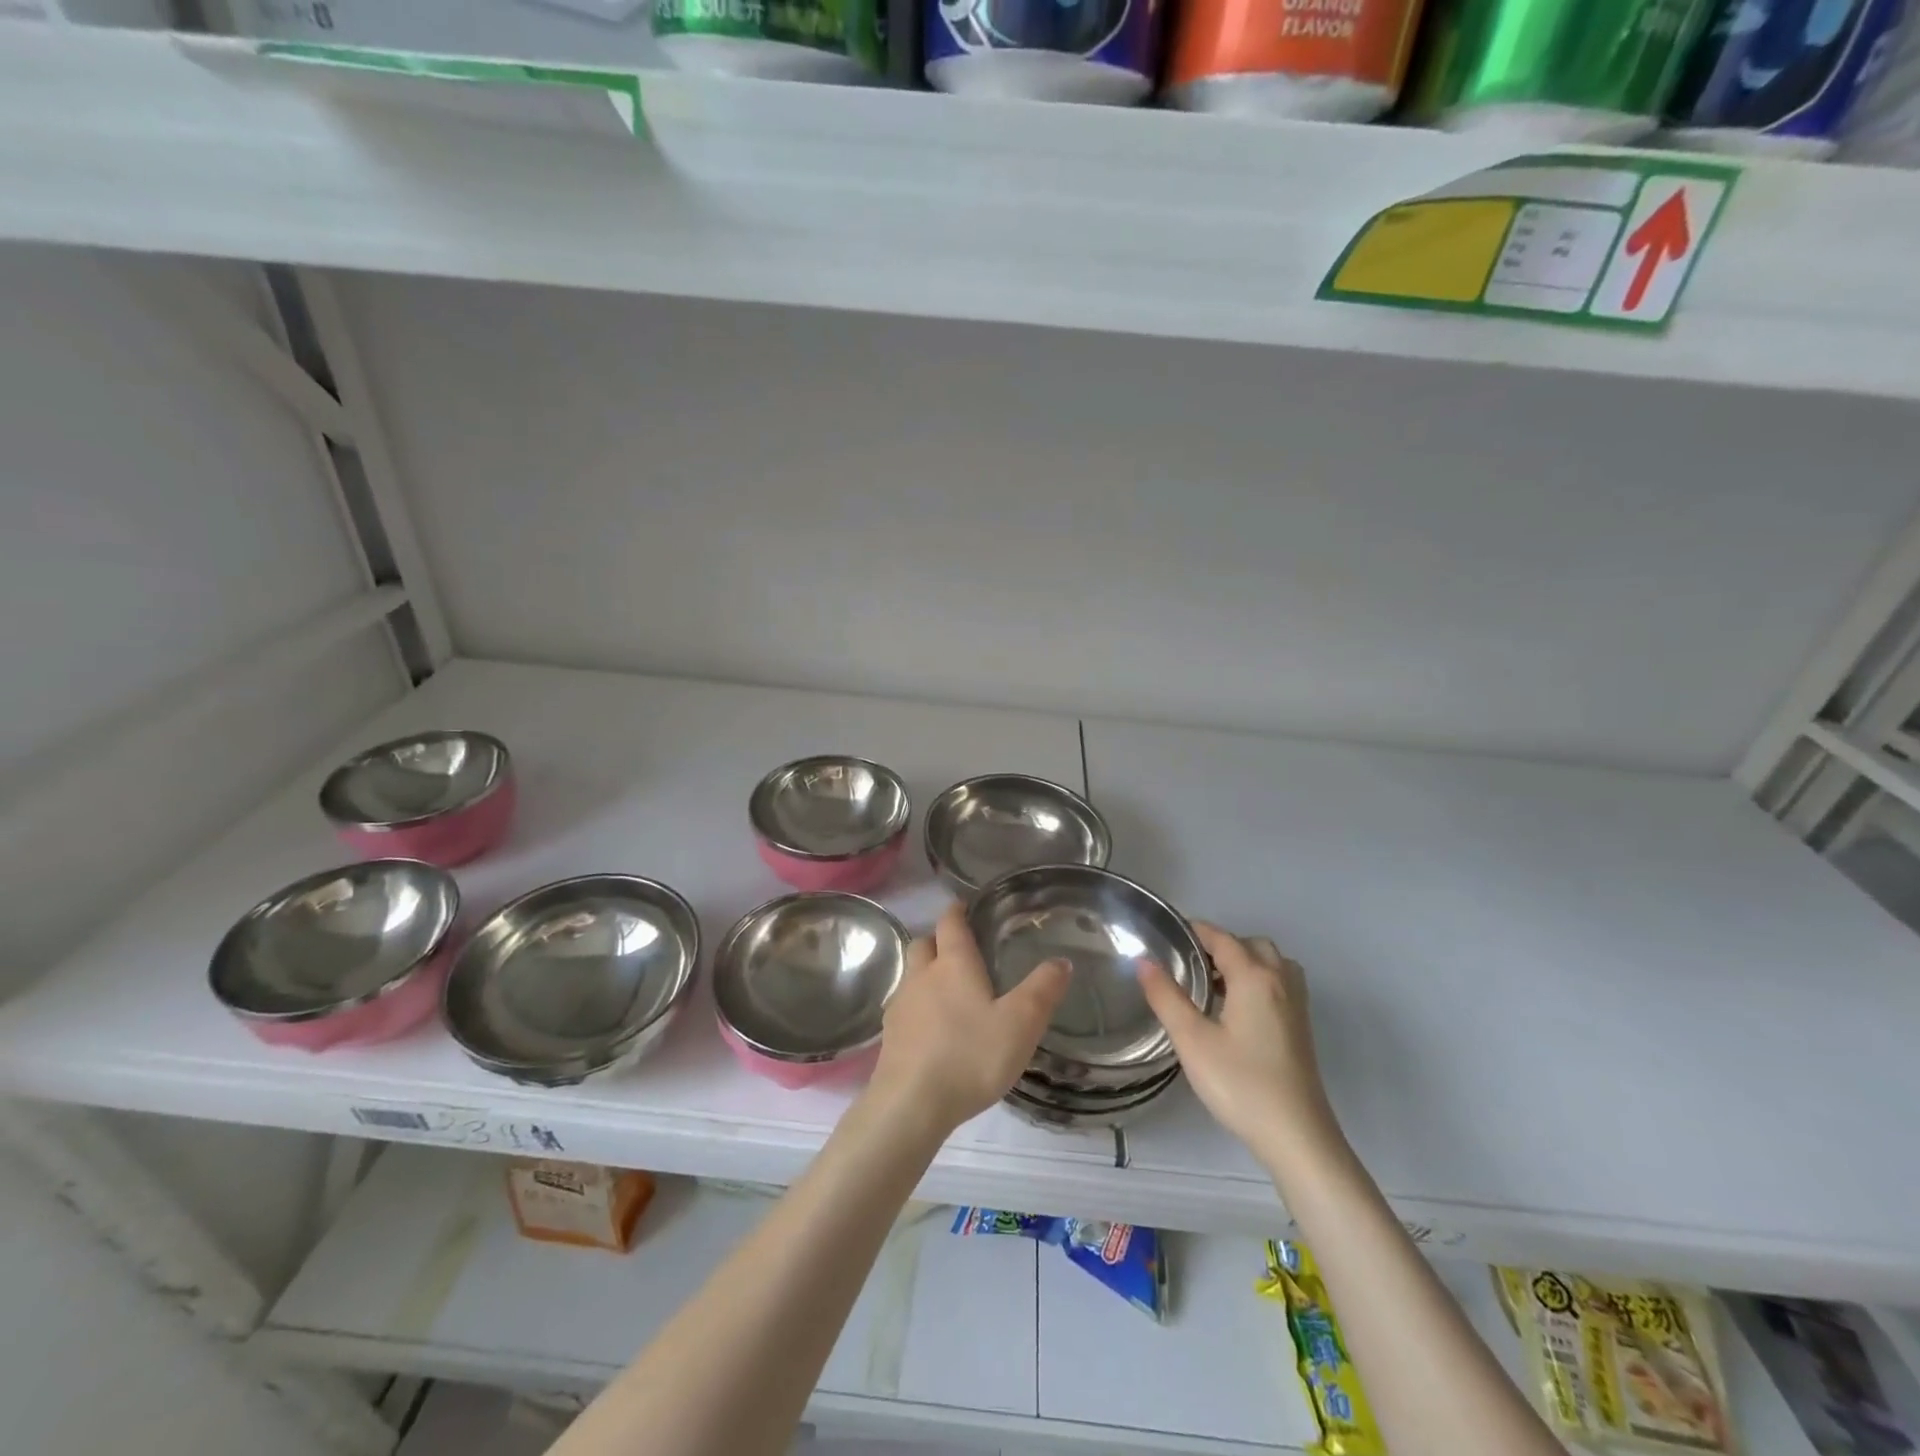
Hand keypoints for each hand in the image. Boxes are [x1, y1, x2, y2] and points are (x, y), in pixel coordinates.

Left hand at [869, 903, 1069, 1136]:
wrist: (911, 1104)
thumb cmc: (970, 1056)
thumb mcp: (1021, 1023)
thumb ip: (1042, 990)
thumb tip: (1061, 960)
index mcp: (953, 964)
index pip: (950, 922)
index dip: (958, 911)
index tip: (966, 906)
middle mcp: (922, 975)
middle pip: (924, 943)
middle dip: (939, 940)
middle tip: (961, 951)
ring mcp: (901, 1005)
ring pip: (911, 975)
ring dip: (927, 974)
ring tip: (950, 992)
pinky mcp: (890, 1035)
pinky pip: (905, 1007)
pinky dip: (918, 1007)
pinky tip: (933, 1029)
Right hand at [1138, 924, 1340, 1165]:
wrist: (1296, 1137)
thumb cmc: (1240, 1084)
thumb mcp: (1192, 1040)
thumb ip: (1166, 997)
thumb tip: (1144, 961)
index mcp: (1254, 977)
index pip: (1222, 938)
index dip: (1195, 931)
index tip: (1167, 934)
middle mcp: (1280, 982)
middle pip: (1251, 945)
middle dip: (1221, 945)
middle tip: (1189, 964)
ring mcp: (1296, 1005)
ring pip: (1270, 964)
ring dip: (1243, 962)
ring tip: (1212, 985)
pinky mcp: (1301, 1028)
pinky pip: (1279, 984)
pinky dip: (1257, 981)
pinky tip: (1235, 1009)